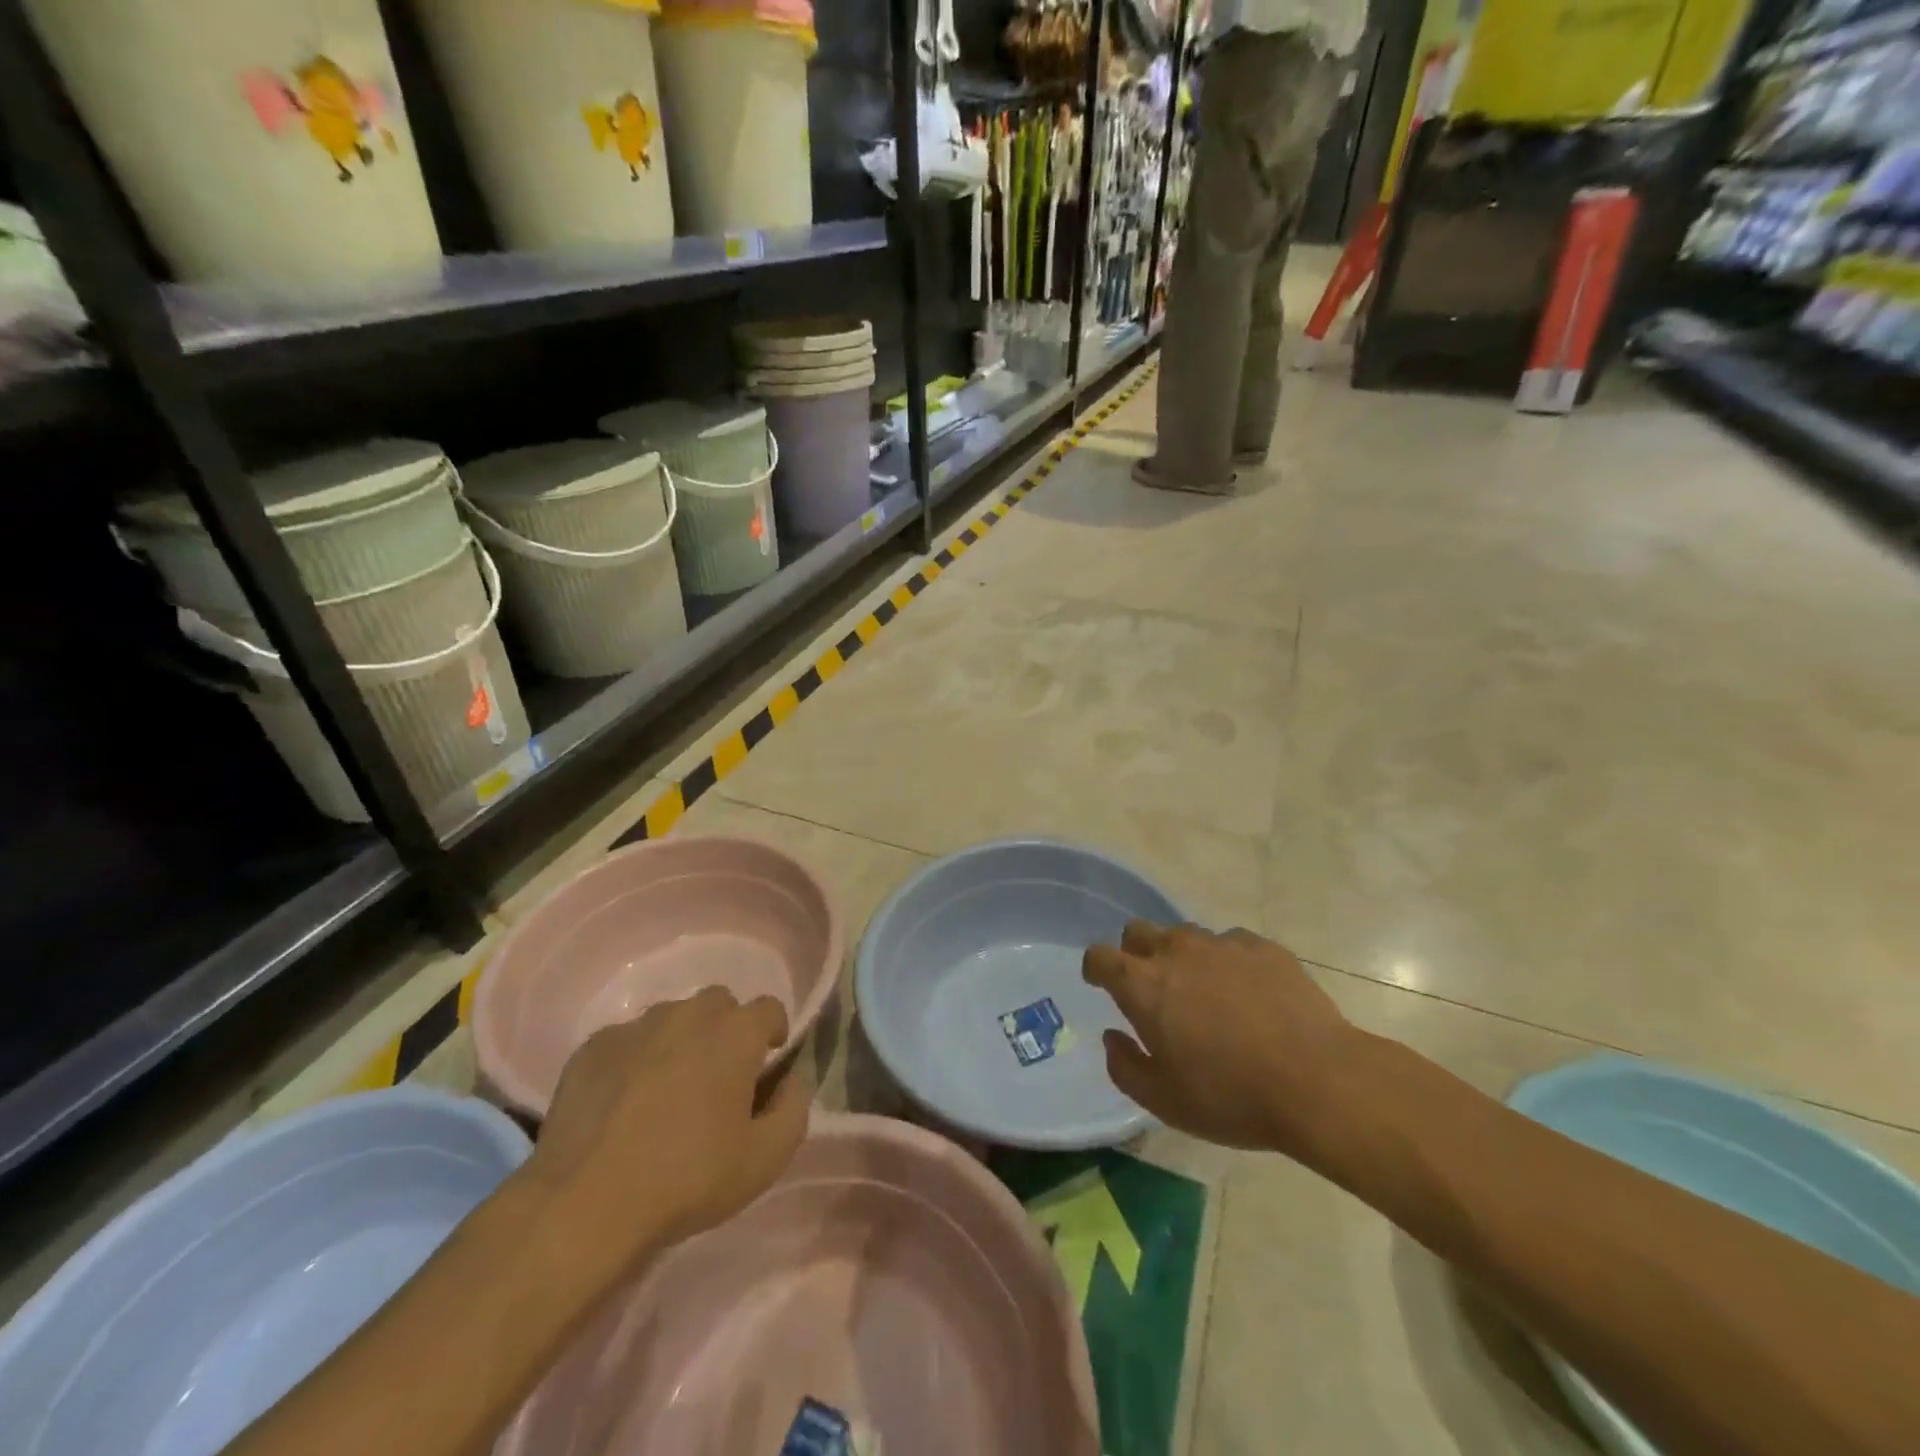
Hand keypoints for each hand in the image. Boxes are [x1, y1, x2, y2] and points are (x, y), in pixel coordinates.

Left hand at [526, 988, 809, 1268]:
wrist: (583, 1204)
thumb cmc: (686, 1179)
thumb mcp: (764, 1160)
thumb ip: (794, 1110)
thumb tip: (791, 1082)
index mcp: (735, 1033)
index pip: (769, 1008)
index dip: (773, 1032)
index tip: (766, 1065)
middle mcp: (688, 1014)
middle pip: (719, 1004)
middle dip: (726, 1030)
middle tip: (717, 1078)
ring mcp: (636, 1026)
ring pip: (672, 1017)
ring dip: (680, 1041)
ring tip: (667, 1090)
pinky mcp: (592, 1047)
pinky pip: (627, 1040)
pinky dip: (635, 1059)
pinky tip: (624, 1103)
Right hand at [1084, 923, 1360, 1158]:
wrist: (1319, 1081)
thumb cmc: (1231, 1096)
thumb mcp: (1165, 1101)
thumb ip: (1125, 1067)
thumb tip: (1113, 1038)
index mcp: (1144, 985)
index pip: (1100, 956)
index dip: (1095, 968)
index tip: (1100, 983)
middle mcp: (1176, 952)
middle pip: (1139, 931)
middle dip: (1135, 952)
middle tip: (1152, 987)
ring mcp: (1221, 944)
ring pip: (1186, 935)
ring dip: (1182, 956)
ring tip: (1204, 992)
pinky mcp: (1262, 946)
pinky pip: (1231, 944)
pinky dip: (1227, 962)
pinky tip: (1248, 993)